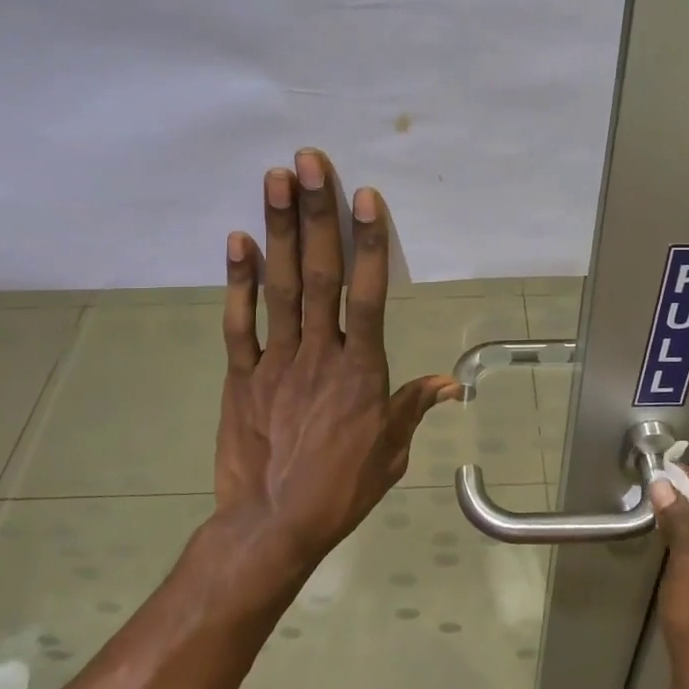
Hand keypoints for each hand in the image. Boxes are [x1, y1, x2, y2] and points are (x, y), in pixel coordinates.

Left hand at [215, 149, 459, 572]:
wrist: (273, 526)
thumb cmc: (341, 490)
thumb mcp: (391, 454)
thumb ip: (413, 408)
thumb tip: (451, 385)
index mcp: (361, 371)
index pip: (367, 295)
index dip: (367, 242)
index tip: (364, 196)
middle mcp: (320, 354)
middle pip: (320, 275)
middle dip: (317, 215)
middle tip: (309, 162)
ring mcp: (276, 361)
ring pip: (281, 287)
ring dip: (279, 230)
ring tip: (275, 180)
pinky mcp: (240, 376)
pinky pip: (239, 323)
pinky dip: (238, 282)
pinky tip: (237, 240)